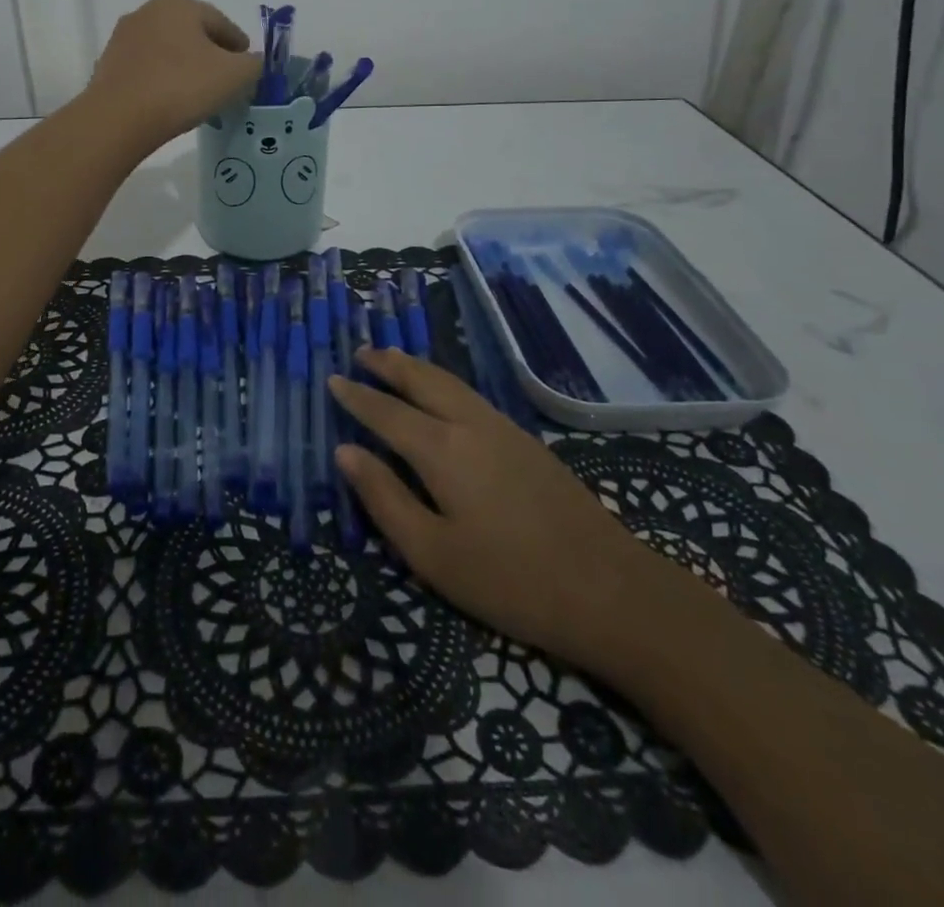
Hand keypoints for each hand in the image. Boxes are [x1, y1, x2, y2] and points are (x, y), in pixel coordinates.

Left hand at [87, 0, 263, 144]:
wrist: (119, 118)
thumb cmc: (182, 87)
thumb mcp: (235, 75)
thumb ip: (254, 64)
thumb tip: (252, 63)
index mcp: (179, 4)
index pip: (222, 23)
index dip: (240, 48)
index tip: (248, 69)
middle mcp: (148, 11)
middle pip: (192, 34)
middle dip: (211, 56)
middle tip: (225, 83)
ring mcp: (123, 38)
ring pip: (168, 52)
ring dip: (185, 68)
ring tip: (198, 96)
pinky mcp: (108, 66)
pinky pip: (147, 70)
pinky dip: (162, 81)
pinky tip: (170, 103)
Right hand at [329, 349, 689, 679]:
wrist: (611, 590)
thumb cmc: (511, 580)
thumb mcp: (433, 554)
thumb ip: (385, 499)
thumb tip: (345, 452)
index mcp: (442, 449)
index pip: (386, 412)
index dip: (357, 396)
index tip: (332, 380)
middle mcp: (471, 425)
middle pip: (423, 381)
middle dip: (389, 364)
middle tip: (361, 352)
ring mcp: (504, 429)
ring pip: (451, 383)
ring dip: (417, 368)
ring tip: (394, 359)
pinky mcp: (527, 443)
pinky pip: (471, 395)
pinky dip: (443, 382)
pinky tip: (443, 394)